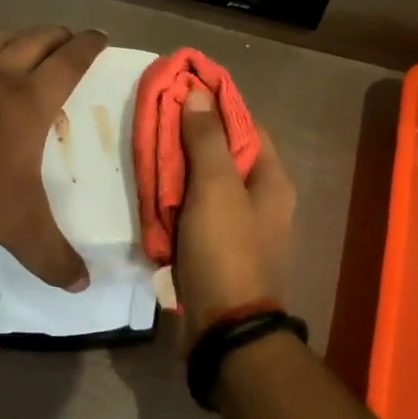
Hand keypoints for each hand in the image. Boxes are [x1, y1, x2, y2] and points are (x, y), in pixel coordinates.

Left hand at [0, 26, 106, 288]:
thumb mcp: (19, 228)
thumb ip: (52, 256)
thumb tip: (82, 285)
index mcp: (32, 99)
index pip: (70, 61)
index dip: (88, 46)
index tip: (100, 36)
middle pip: (36, 39)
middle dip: (56, 35)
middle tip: (67, 37)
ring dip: (16, 35)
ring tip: (22, 41)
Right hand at [173, 88, 295, 353]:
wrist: (224, 328)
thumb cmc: (226, 250)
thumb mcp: (216, 187)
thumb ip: (207, 139)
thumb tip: (198, 92)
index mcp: (272, 180)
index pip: (246, 125)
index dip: (217, 105)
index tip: (182, 89)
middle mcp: (261, 199)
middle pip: (225, 154)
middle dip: (191, 136)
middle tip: (154, 120)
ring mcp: (238, 226)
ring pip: (206, 184)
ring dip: (179, 169)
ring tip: (145, 149)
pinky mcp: (216, 249)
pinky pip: (194, 212)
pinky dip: (175, 199)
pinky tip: (150, 190)